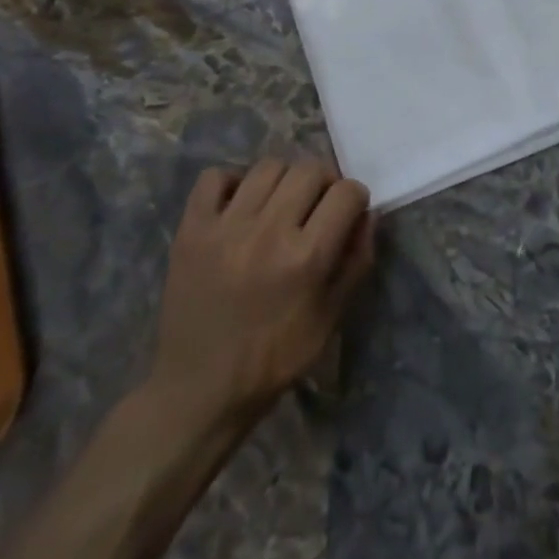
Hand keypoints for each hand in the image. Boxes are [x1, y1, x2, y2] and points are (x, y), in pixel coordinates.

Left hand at [143, 160, 375, 436]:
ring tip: (280, 204)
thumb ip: (356, 262)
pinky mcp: (191, 231)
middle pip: (309, 169)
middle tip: (316, 206)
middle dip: (324, 182)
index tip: (348, 212)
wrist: (198, 391)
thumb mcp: (330, 319)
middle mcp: (268, 232)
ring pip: (268, 166)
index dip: (355, 198)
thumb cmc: (273, 359)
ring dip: (284, 179)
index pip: (346, 192)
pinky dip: (232, 182)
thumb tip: (367, 215)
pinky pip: (214, 177)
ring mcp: (225, 228)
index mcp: (306, 258)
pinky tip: (239, 205)